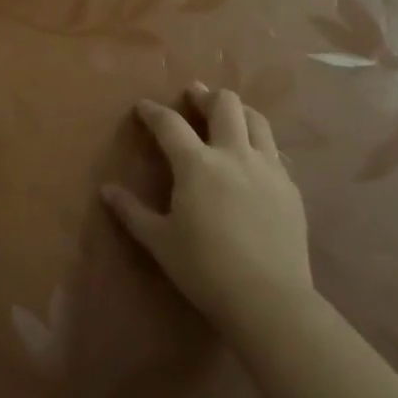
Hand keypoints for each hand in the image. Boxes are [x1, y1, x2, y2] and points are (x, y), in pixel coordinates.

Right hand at [103, 84, 315, 342]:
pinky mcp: (291, 188)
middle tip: (194, 97)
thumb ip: (132, 212)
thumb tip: (106, 190)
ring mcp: (268, 168)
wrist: (270, 301)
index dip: (153, 111)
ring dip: (238, 111)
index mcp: (196, 164)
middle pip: (224, 105)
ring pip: (256, 120)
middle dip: (205, 96)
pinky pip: (276, 152)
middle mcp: (233, 154)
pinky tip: (254, 158)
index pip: (170, 123)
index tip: (143, 107)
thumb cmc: (205, 269)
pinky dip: (260, 144)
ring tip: (227, 115)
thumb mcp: (160, 242)